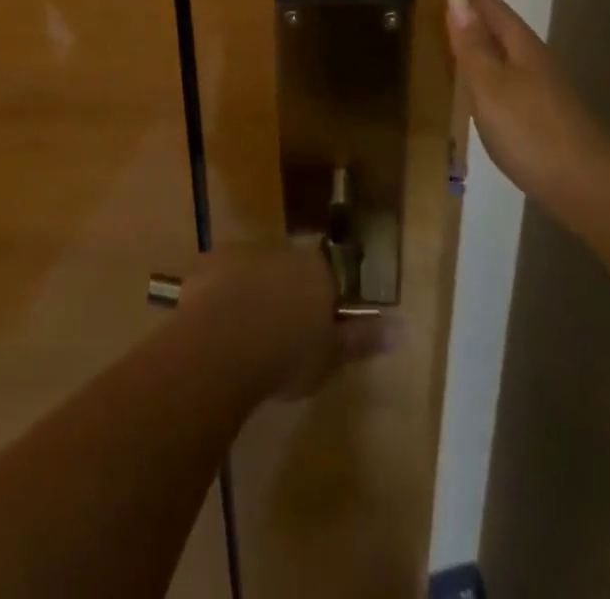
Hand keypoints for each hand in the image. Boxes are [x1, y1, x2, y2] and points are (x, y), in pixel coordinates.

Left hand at [179, 246, 396, 400]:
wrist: (221, 343)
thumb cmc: (286, 354)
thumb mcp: (331, 356)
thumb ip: (362, 339)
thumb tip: (400, 328)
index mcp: (316, 270)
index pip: (327, 278)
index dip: (320, 304)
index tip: (312, 334)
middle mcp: (282, 251)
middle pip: (289, 270)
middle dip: (285, 296)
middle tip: (278, 338)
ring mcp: (243, 253)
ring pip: (254, 272)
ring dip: (252, 295)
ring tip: (244, 338)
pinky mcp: (209, 262)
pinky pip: (220, 279)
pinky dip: (220, 298)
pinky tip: (216, 328)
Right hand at [446, 0, 609, 219]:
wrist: (588, 188)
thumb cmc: (531, 131)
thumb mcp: (490, 85)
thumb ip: (472, 44)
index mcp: (522, 47)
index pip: (493, 8)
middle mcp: (536, 61)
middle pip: (502, 31)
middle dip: (472, 22)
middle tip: (435, 21)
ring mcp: (544, 91)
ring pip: (507, 58)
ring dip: (481, 50)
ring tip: (450, 54)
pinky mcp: (546, 117)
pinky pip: (511, 83)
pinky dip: (490, 79)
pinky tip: (480, 96)